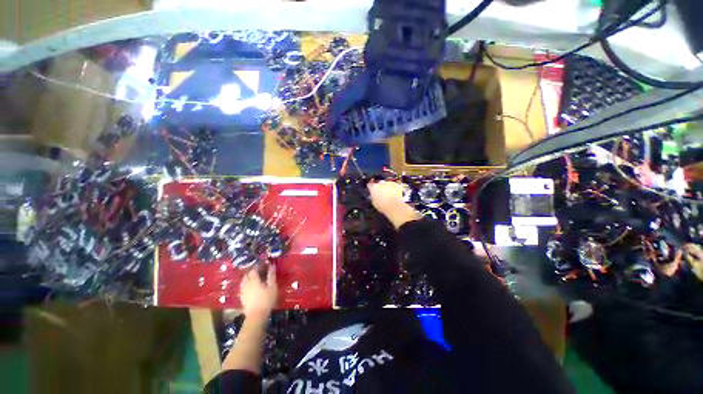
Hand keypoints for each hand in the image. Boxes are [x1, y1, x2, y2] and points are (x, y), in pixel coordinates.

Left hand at [240, 265, 277, 320]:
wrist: (256, 316)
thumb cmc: (266, 299)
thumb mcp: (272, 286)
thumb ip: (271, 275)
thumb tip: (272, 265)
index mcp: (253, 279)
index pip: (253, 269)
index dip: (258, 265)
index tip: (263, 263)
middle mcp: (246, 284)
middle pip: (247, 274)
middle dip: (252, 271)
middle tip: (260, 270)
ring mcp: (243, 291)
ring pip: (244, 281)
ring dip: (249, 277)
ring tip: (256, 278)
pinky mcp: (242, 298)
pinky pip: (243, 287)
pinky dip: (247, 284)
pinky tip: (252, 287)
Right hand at [368, 181, 420, 228]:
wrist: (395, 206)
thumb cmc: (382, 206)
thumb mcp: (374, 203)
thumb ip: (373, 197)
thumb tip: (374, 195)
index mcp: (374, 187)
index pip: (370, 185)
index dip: (370, 187)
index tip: (371, 190)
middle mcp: (381, 183)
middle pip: (379, 183)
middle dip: (380, 187)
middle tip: (381, 193)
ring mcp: (389, 183)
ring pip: (387, 184)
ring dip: (387, 187)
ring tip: (389, 194)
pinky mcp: (396, 184)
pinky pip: (394, 185)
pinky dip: (394, 188)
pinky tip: (394, 194)